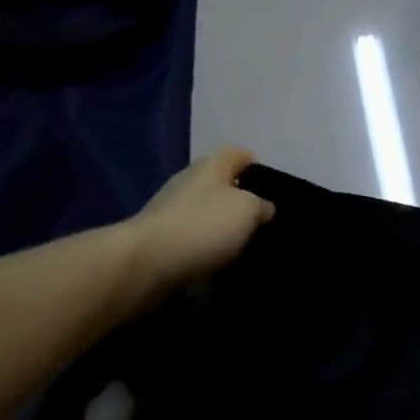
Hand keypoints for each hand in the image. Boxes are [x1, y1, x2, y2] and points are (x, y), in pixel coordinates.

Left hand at [129, 148, 274, 298]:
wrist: (146, 264)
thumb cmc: (203, 225)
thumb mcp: (247, 210)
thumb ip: (261, 206)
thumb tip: (263, 208)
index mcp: (210, 166)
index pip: (238, 154)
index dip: (256, 165)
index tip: (273, 187)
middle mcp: (189, 183)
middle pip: (221, 185)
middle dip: (241, 201)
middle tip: (263, 222)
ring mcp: (171, 212)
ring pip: (206, 214)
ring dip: (223, 228)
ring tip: (246, 247)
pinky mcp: (161, 241)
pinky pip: (193, 240)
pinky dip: (207, 250)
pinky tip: (220, 266)